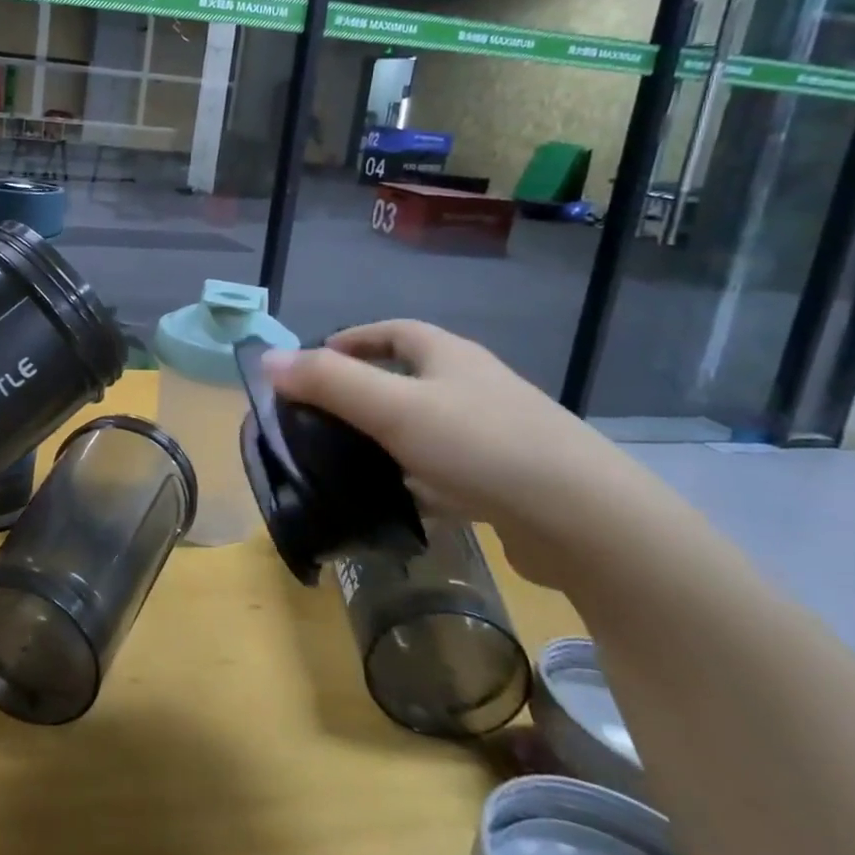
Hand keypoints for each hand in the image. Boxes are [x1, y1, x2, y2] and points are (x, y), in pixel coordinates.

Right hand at [262, 321, 673, 588]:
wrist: (587, 522)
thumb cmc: (482, 446)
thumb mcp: (393, 408)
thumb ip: (328, 382)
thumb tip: (267, 359)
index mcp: (449, 357)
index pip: (393, 331)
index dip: (352, 338)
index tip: (315, 359)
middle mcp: (474, 386)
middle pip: (409, 377)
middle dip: (364, 390)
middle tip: (321, 415)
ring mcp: (497, 434)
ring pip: (427, 426)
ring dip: (388, 437)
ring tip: (347, 460)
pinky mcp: (509, 480)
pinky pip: (449, 469)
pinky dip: (418, 478)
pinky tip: (400, 502)